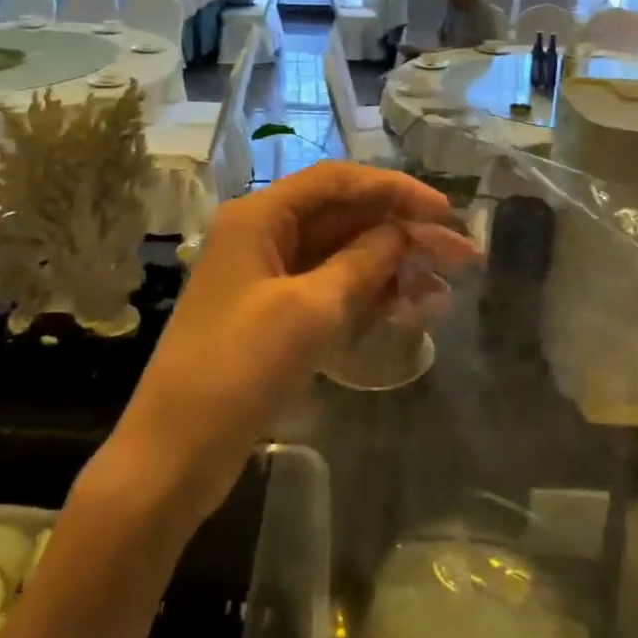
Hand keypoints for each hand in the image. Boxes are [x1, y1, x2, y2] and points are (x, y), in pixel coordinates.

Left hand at [105, 162, 479, 524]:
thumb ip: (363, 262)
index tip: (444, 212)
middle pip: (344, 217)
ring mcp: (267, 277)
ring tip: (444, 289)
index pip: (338, 182)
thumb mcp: (310, 310)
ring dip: (391, 267)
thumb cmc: (238, 369)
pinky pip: (330, 289)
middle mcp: (263, 235)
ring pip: (341, 255)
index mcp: (260, 216)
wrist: (175, 454)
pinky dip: (368, 295)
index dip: (395, 190)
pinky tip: (409, 310)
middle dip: (403, 233)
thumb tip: (402, 233)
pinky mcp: (273, 315)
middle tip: (461, 255)